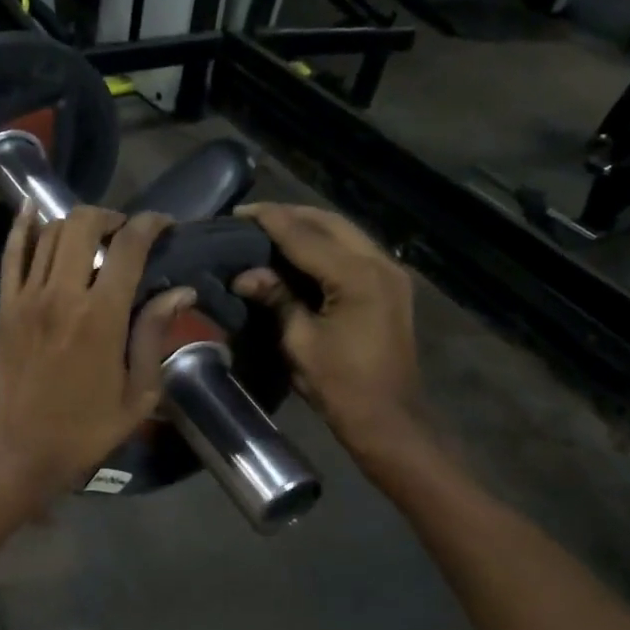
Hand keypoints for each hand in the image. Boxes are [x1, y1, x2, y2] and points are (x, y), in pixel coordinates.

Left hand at [0, 205, 193, 507]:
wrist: (20, 452)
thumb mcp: (138, 393)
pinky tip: (34, 210)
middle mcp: (61, 295)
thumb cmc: (86, 430)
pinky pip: (12, 253)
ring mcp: (27, 297)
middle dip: (112, 217)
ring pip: (50, 232)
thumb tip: (180, 291)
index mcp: (101, 317)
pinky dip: (24, 226)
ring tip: (94, 236)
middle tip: (127, 234)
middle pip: (84, 224)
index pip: (129, 247)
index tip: (164, 225)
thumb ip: (155, 336)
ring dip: (77, 222)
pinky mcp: (6, 306)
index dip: (150, 224)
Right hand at [231, 203, 418, 454]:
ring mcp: (390, 273)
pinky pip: (354, 250)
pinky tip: (301, 250)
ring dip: (309, 226)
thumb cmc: (340, 385)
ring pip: (345, 232)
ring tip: (272, 228)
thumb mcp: (300, 341)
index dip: (270, 221)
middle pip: (330, 223)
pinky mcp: (391, 286)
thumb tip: (245, 274)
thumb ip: (276, 299)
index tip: (239, 212)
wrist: (388, 417)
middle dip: (291, 215)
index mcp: (357, 276)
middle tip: (253, 218)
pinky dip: (326, 244)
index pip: (305, 235)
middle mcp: (380, 263)